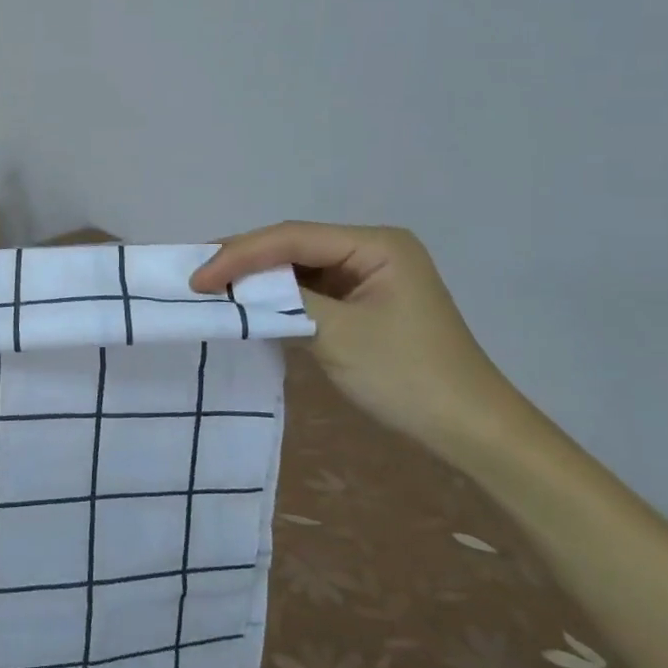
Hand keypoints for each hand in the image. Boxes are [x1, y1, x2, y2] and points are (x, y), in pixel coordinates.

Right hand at [190, 221, 537, 460]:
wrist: (471, 430)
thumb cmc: (408, 377)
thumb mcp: (339, 335)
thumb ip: (284, 300)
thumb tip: (234, 286)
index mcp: (376, 244)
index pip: (292, 237)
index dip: (240, 254)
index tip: (198, 278)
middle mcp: (372, 248)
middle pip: (293, 244)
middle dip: (244, 259)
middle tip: (195, 273)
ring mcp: (368, 274)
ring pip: (298, 265)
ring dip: (257, 276)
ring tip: (210, 282)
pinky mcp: (362, 300)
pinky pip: (310, 287)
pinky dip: (277, 295)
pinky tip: (247, 300)